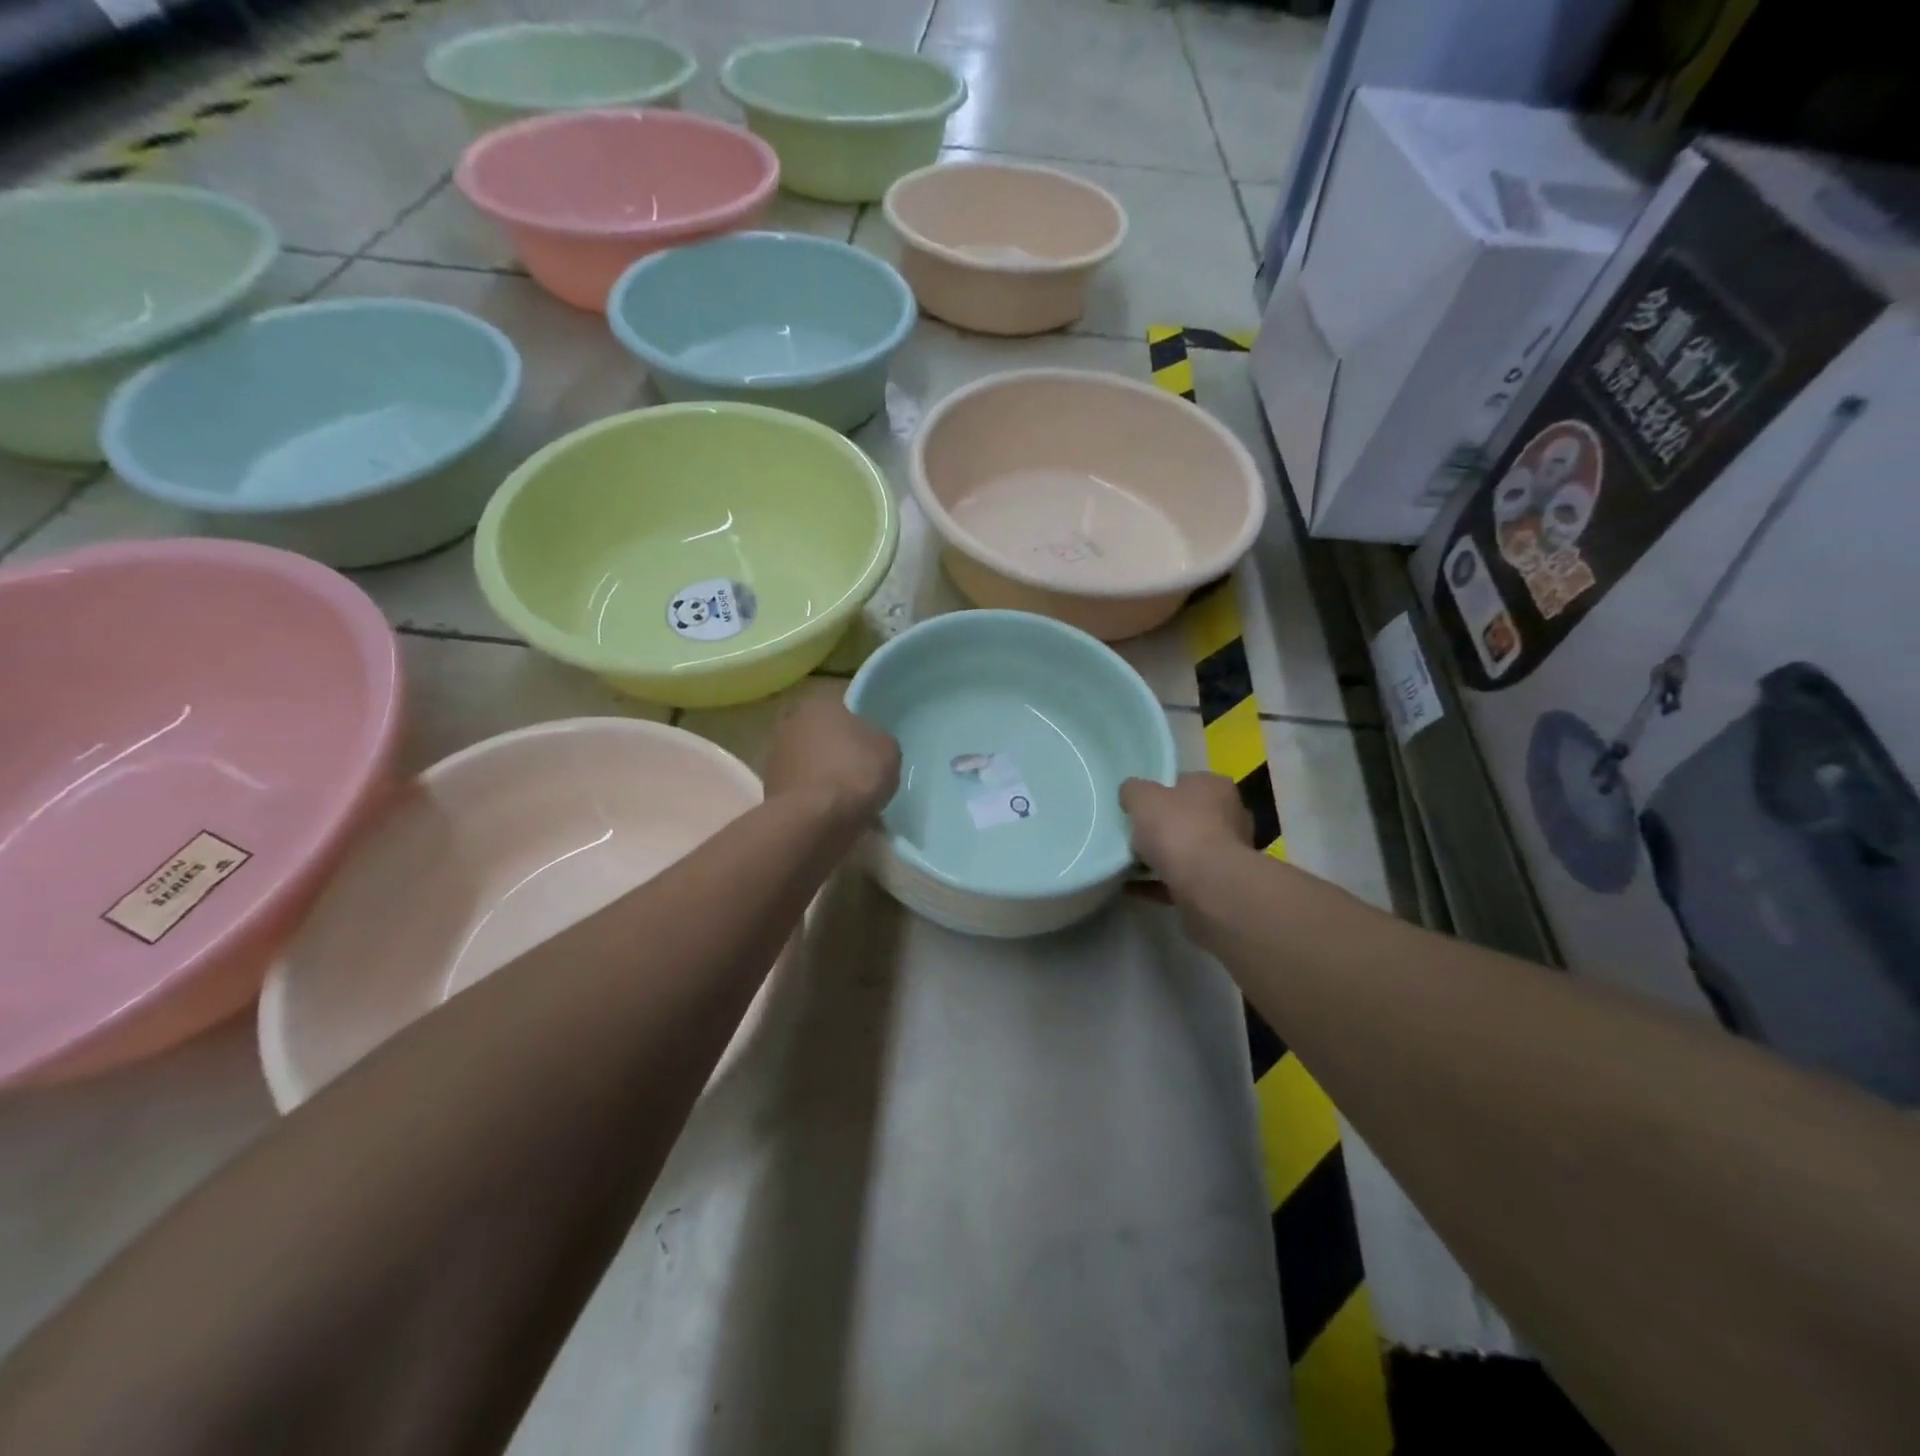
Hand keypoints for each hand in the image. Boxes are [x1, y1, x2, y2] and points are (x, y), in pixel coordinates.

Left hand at [764, 688, 901, 824]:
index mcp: (817, 705)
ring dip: (825, 778)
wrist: (815, 819)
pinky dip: (816, 800)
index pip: (841, 710)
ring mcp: (775, 759)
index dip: (858, 730)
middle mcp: (789, 725)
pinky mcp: (770, 791)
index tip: (870, 750)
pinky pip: (803, 791)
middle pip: (821, 737)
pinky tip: (835, 815)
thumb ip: (878, 740)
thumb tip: (870, 745)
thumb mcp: (888, 749)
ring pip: (810, 765)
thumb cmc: (854, 772)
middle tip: (859, 774)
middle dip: (836, 753)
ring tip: (849, 801)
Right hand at [1120, 774, 1253, 887]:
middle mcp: (1230, 816)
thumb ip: (1133, 791)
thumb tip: (1130, 793)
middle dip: (1163, 826)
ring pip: (1186, 850)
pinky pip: (1180, 879)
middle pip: (1188, 817)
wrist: (1206, 884)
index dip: (1160, 790)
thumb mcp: (1142, 797)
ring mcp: (1227, 854)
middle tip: (1133, 832)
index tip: (1139, 804)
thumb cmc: (1178, 829)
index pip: (1186, 782)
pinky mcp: (1218, 884)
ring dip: (1161, 856)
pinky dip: (1157, 882)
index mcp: (1216, 787)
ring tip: (1128, 861)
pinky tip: (1131, 885)